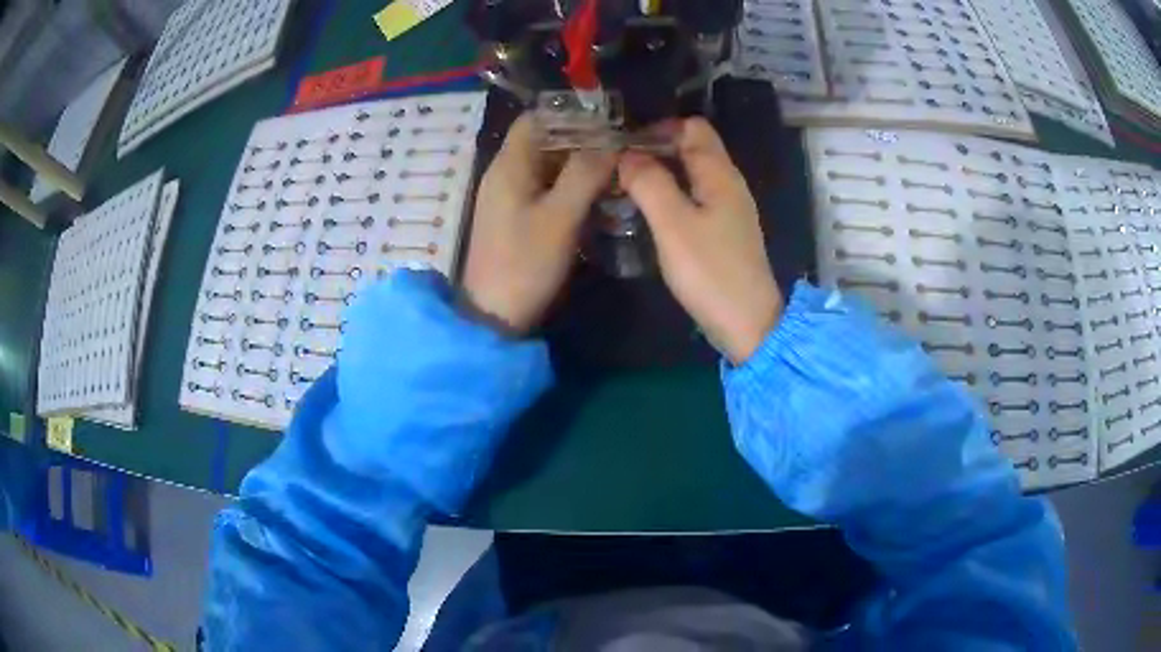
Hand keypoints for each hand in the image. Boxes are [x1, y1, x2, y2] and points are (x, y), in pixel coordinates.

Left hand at [462, 115, 615, 333]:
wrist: (493, 315)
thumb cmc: (525, 263)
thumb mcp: (561, 216)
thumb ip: (585, 173)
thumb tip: (611, 140)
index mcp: (509, 165)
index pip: (536, 118)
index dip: (571, 114)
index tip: (608, 119)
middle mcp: (505, 173)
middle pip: (544, 140)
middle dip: (582, 139)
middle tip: (621, 145)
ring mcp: (508, 197)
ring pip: (546, 165)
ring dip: (578, 164)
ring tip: (616, 168)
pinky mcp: (515, 218)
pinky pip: (544, 189)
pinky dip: (569, 186)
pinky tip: (596, 195)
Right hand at [619, 118, 782, 363]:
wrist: (747, 323)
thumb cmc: (710, 271)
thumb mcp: (673, 224)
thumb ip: (649, 183)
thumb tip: (627, 154)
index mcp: (720, 174)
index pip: (693, 127)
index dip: (659, 128)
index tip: (625, 143)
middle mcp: (729, 184)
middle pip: (694, 148)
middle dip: (656, 148)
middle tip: (619, 165)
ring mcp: (730, 209)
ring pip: (693, 174)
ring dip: (662, 173)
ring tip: (626, 186)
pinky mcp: (725, 232)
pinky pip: (696, 198)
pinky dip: (672, 195)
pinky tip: (650, 212)